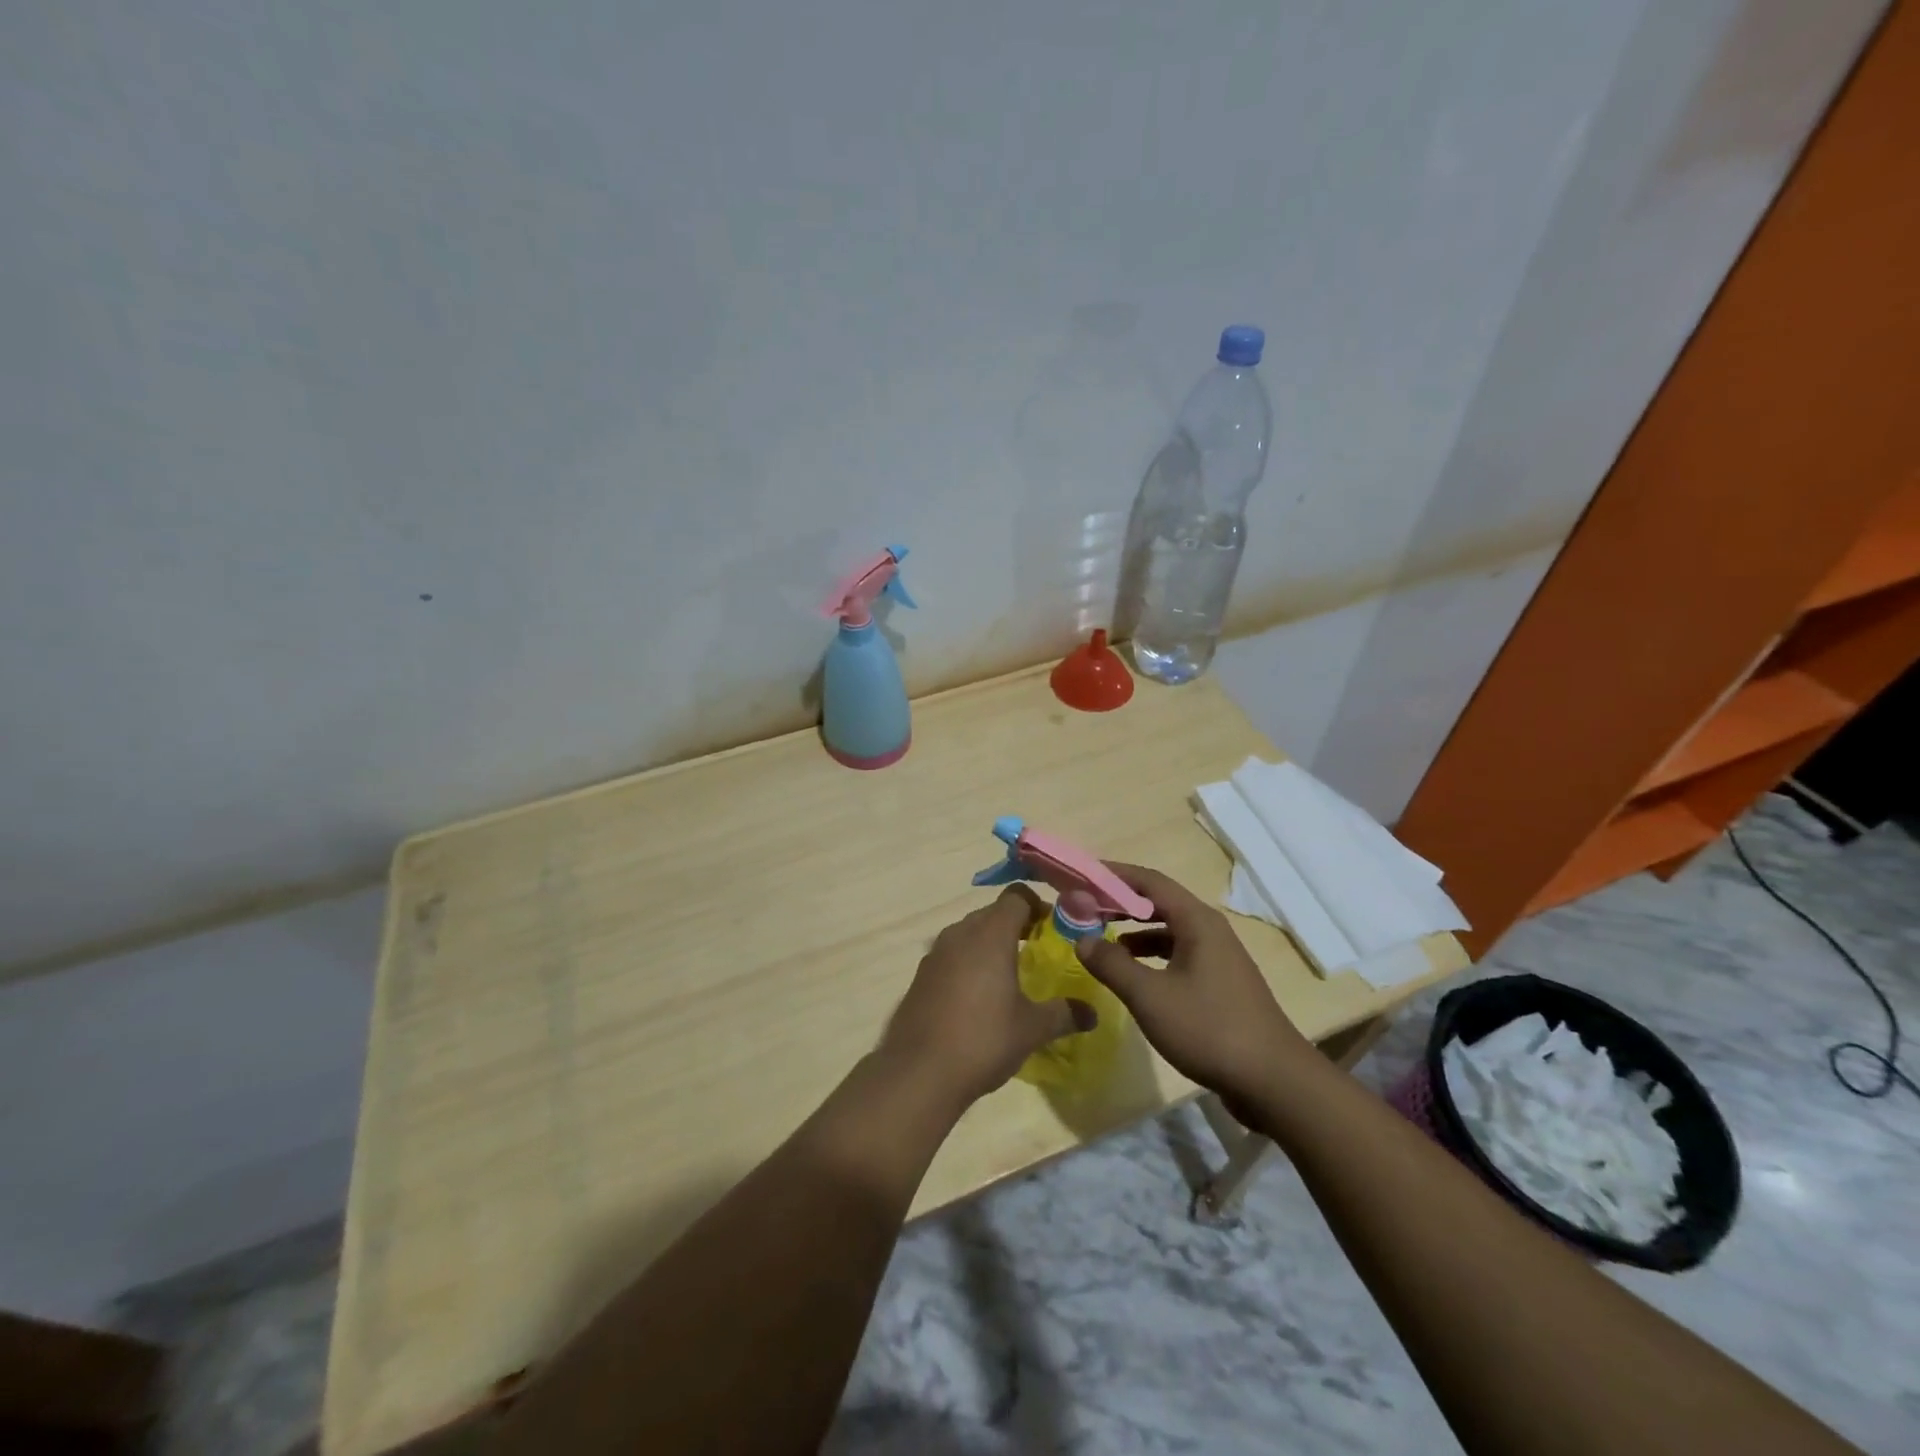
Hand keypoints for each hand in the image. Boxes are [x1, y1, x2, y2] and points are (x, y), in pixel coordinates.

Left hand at [879, 886, 1096, 1109]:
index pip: (1017, 896)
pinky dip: (969, 962)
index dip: (1039, 906)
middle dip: (1016, 925)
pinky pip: (952, 954)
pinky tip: (979, 996)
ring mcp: (936, 953)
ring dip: (990, 943)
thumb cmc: (983, 1039)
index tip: (1055, 928)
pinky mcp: (921, 975)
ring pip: (970, 932)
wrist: (918, 1071)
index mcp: (991, 934)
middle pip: (993, 912)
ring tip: (1010, 974)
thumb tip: (1093, 1013)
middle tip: (1038, 951)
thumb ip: (1064, 1014)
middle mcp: (961, 933)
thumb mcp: (1032, 1028)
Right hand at [1074, 863, 1313, 1109]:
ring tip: (1101, 938)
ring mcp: (1219, 957)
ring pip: (1169, 930)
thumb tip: (1082, 939)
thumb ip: (1112, 964)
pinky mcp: (1221, 983)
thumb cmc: (1209, 1029)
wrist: (1274, 1081)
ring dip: (1134, 929)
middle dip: (1120, 902)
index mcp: (1197, 921)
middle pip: (1159, 902)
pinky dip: (1151, 954)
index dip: (1113, 875)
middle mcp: (1210, 930)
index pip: (1149, 881)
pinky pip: (1178, 953)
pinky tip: (1133, 973)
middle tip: (1084, 907)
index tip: (1082, 876)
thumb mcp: (1150, 997)